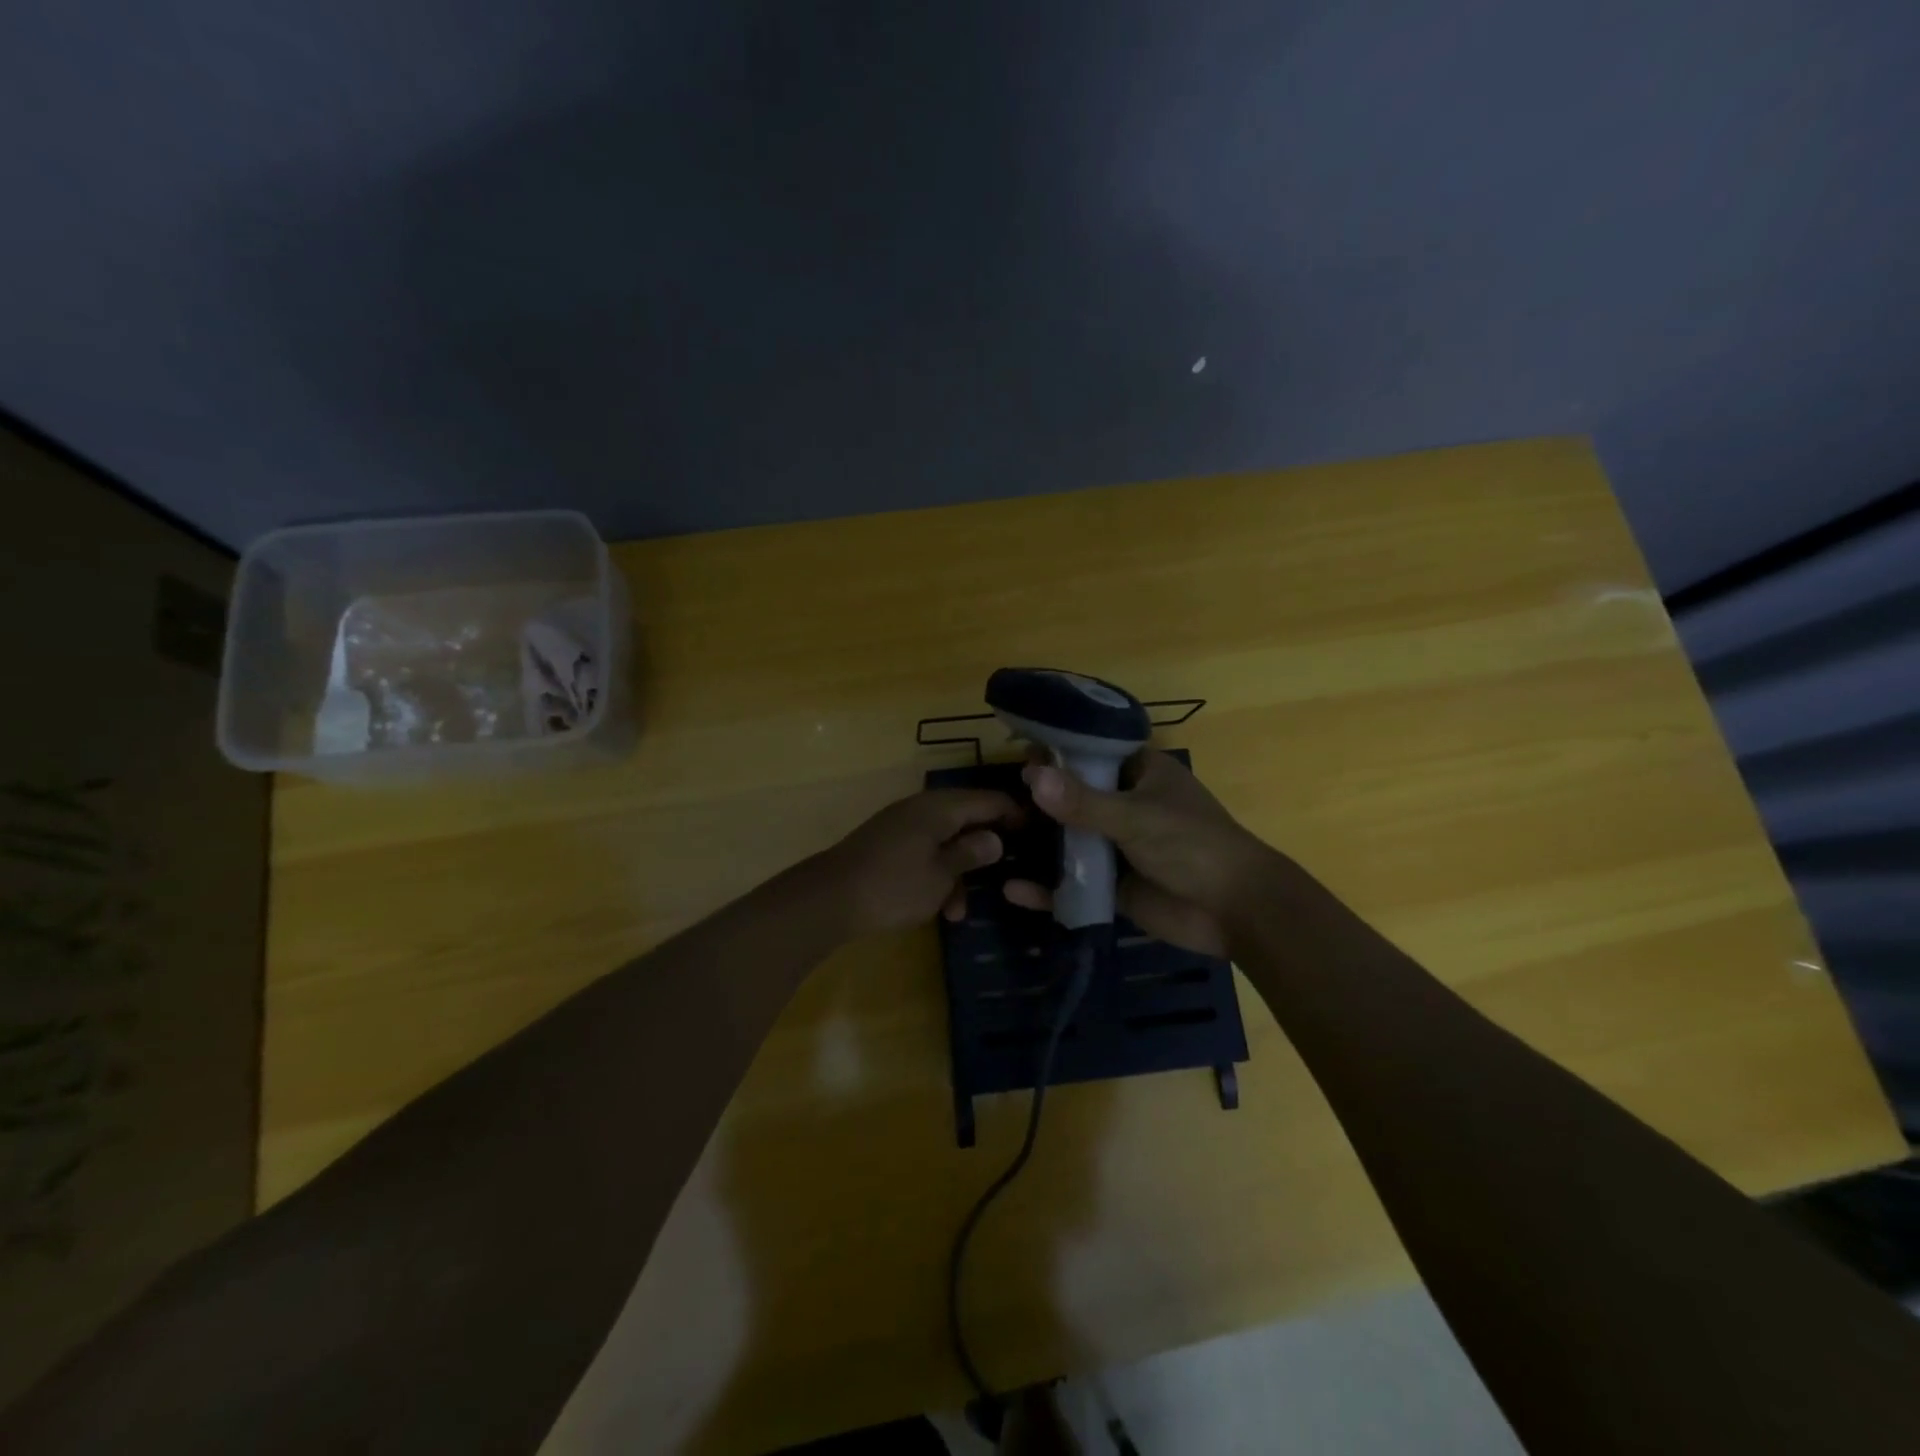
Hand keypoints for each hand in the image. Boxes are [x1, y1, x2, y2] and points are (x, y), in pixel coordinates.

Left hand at [819, 788, 1021, 935]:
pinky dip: (936, 875)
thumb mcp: (941, 875)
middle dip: (986, 847)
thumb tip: (994, 838)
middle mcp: (922, 809)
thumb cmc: (893, 886)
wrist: (828, 899)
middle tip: (1010, 870)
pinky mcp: (888, 846)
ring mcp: (902, 826)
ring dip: (958, 872)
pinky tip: (939, 909)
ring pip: (945, 841)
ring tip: (961, 910)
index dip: (1015, 814)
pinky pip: (924, 853)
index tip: (1037, 834)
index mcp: (940, 808)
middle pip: (967, 818)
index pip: (989, 799)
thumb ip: (970, 854)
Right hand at [1004, 749, 1274, 956]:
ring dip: (1039, 842)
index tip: (1017, 755)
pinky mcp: (1114, 885)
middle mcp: (1126, 804)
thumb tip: (1030, 776)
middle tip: (995, 804)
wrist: (1236, 910)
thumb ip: (1082, 802)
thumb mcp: (1135, 817)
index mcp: (1141, 773)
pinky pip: (1074, 882)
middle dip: (1039, 801)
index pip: (1091, 753)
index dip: (1056, 753)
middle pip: (1074, 797)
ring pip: (1071, 840)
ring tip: (994, 840)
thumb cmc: (1193, 845)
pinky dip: (1048, 887)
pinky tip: (1013, 890)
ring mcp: (1119, 846)